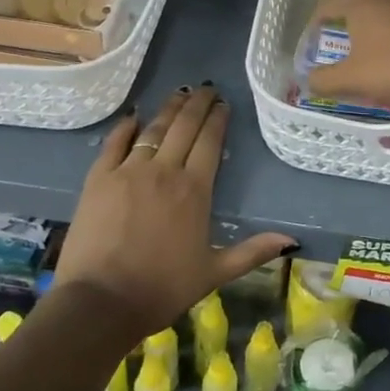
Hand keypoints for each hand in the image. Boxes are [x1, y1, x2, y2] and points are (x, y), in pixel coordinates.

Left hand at [51, 86, 294, 338]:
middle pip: (184, 127)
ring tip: (179, 93)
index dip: (218, 119)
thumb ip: (252, 252)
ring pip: (153, 129)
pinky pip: (114, 143)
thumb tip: (291, 241)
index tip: (223, 104)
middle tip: (206, 88)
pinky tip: (134, 116)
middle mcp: (164, 171)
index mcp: (195, 189)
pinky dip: (125, 127)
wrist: (100, 302)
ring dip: (168, 108)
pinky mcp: (98, 179)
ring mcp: (128, 172)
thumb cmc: (162, 288)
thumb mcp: (214, 273)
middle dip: (197, 104)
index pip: (210, 142)